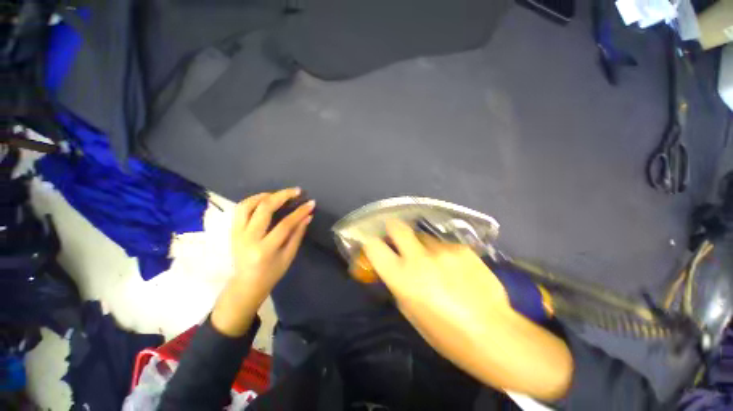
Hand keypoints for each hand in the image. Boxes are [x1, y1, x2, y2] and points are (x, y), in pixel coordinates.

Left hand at [212, 188, 314, 336]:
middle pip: (264, 209)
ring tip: (279, 194)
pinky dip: (253, 200)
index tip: (311, 203)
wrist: (246, 284)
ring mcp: (237, 233)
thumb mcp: (289, 256)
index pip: (285, 224)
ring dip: (265, 195)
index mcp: (265, 250)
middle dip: (282, 196)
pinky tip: (265, 199)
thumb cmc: (271, 273)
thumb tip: (308, 216)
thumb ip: (298, 234)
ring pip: (247, 205)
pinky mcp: (232, 231)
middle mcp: (248, 239)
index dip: (299, 212)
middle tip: (296, 191)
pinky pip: (240, 209)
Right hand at [361, 220, 511, 347]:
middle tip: (396, 236)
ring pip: (422, 236)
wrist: (495, 334)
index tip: (374, 246)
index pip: (374, 247)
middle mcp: (419, 258)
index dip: (371, 244)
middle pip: (397, 227)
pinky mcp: (462, 248)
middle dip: (393, 228)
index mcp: (402, 278)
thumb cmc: (447, 335)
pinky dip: (442, 253)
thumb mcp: (411, 313)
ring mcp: (442, 250)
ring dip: (421, 245)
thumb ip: (399, 285)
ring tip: (435, 261)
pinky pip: (443, 244)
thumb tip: (394, 269)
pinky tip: (456, 268)